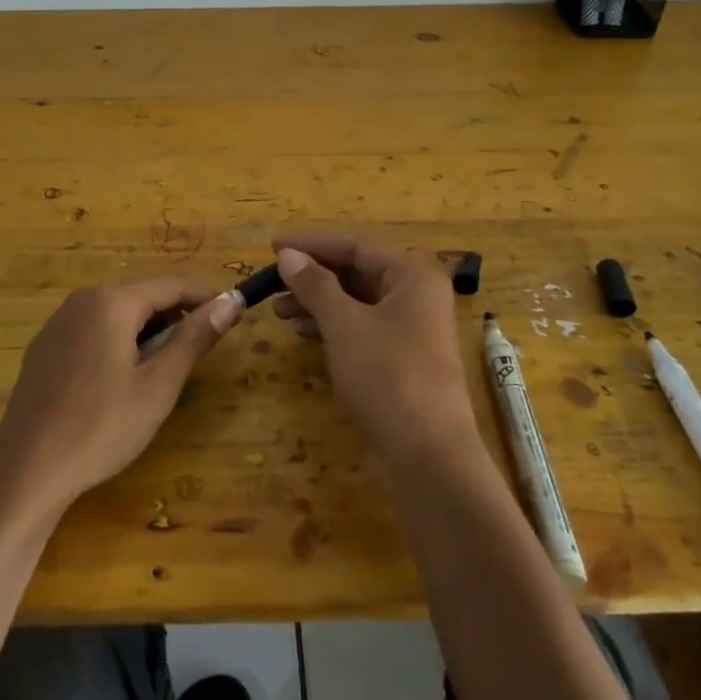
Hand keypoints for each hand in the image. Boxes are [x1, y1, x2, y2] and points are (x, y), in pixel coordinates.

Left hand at [0, 279, 241, 511]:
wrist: (26, 469)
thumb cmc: (101, 427)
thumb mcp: (158, 386)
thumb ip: (195, 339)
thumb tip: (231, 303)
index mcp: (112, 301)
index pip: (171, 285)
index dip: (206, 298)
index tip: (233, 316)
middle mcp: (82, 300)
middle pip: (143, 296)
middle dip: (176, 317)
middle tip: (201, 352)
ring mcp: (58, 322)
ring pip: (118, 313)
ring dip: (148, 331)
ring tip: (165, 370)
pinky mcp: (45, 346)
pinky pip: (94, 329)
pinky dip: (119, 341)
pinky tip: (123, 379)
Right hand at [272, 234, 476, 467]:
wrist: (428, 454)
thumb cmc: (388, 375)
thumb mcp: (344, 325)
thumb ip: (315, 285)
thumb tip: (288, 254)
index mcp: (412, 275)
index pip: (355, 246)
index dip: (311, 245)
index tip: (273, 247)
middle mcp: (417, 295)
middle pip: (356, 273)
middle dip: (313, 277)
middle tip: (272, 282)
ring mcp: (412, 329)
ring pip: (356, 303)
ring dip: (317, 303)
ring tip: (278, 310)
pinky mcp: (403, 359)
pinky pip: (361, 328)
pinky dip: (332, 326)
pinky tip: (302, 331)